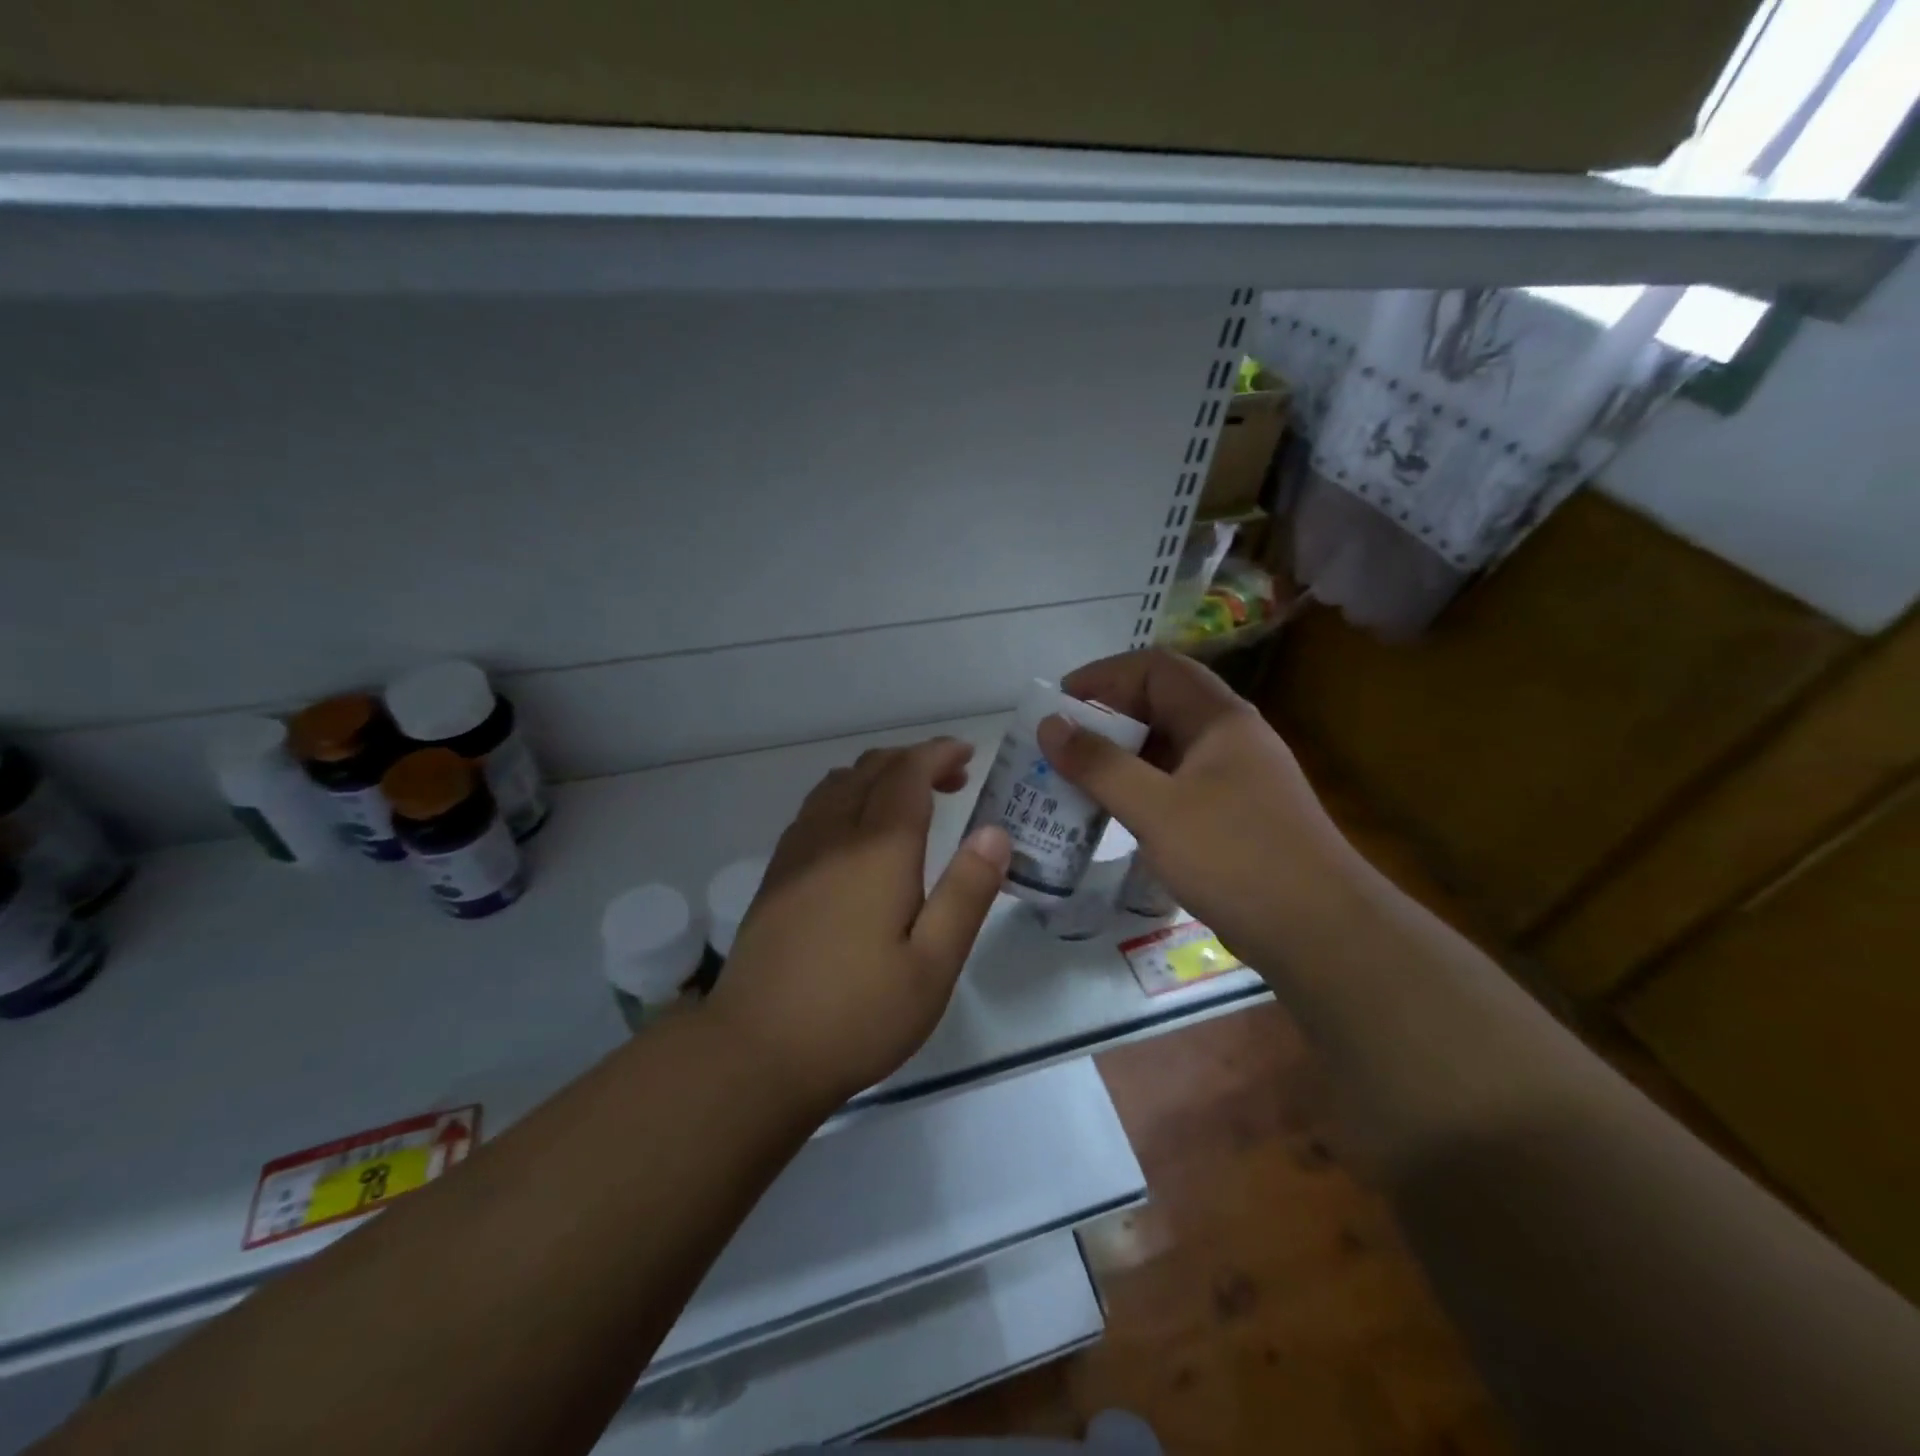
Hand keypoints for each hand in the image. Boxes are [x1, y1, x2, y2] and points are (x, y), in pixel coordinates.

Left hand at [703, 738, 1011, 1111]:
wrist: (754, 1052)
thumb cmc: (857, 1014)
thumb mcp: (933, 965)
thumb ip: (966, 893)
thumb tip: (995, 832)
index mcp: (877, 850)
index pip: (908, 774)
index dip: (938, 754)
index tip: (967, 753)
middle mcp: (833, 835)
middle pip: (871, 769)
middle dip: (914, 760)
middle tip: (953, 779)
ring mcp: (797, 853)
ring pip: (838, 784)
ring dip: (878, 775)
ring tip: (910, 800)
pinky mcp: (776, 875)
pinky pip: (815, 808)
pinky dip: (847, 795)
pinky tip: (858, 833)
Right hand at [1035, 650, 1366, 973]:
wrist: (1320, 932)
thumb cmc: (1236, 857)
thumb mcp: (1157, 809)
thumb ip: (1100, 765)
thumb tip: (1050, 724)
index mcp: (1220, 719)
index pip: (1157, 669)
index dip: (1105, 675)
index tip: (1059, 702)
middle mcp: (1229, 739)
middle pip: (1161, 706)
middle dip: (1107, 719)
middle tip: (1060, 745)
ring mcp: (1234, 780)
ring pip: (1166, 750)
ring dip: (1120, 758)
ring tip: (1073, 778)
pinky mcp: (1232, 818)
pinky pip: (1174, 786)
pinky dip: (1139, 791)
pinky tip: (1112, 814)